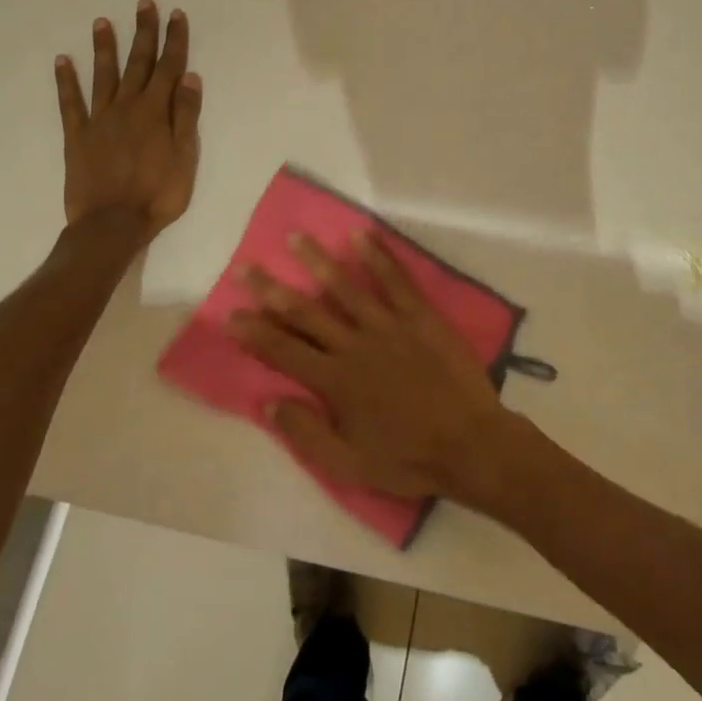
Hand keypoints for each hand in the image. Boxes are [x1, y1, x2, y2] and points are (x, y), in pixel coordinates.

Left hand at [54, 0, 201, 239]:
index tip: (176, 15)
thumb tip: (189, 77)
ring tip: (102, 22)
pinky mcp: (77, 136)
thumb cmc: (158, 194)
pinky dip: (66, 81)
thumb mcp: (185, 157)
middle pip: (138, 64)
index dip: (174, 41)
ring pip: (103, 76)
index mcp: (155, 112)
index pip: (169, 68)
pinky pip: (70, 103)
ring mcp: (99, 119)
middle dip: (143, 33)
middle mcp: (127, 107)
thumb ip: (185, 116)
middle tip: (143, 4)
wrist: (112, 223)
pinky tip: (62, 61)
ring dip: (104, 48)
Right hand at [228, 231, 514, 502]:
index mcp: (335, 381)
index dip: (254, 333)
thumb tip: (267, 402)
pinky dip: (378, 257)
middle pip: (306, 313)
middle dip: (272, 291)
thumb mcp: (348, 464)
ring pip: (345, 288)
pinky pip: (396, 281)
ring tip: (296, 238)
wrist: (470, 444)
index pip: (283, 351)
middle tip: (246, 267)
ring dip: (318, 262)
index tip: (230, 313)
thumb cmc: (408, 458)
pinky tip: (360, 235)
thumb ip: (306, 433)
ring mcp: (389, 326)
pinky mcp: (420, 317)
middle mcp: (355, 346)